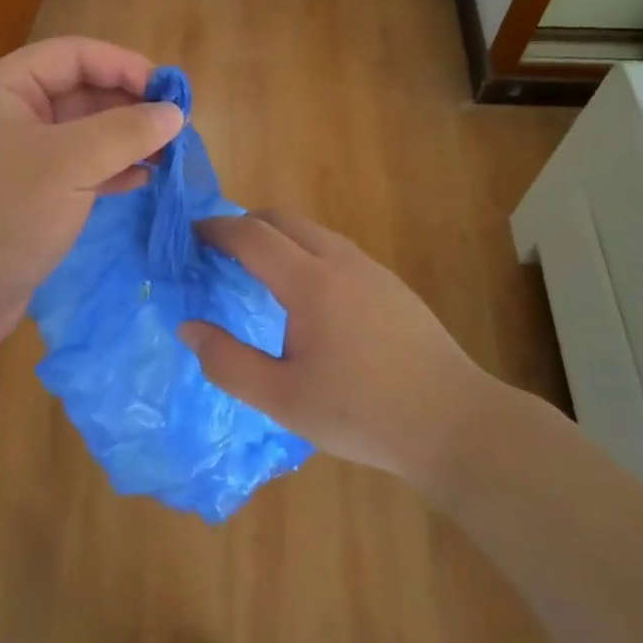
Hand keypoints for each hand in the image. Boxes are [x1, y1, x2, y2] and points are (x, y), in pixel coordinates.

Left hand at [0, 38, 183, 351]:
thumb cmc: (3, 216)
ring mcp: (17, 157)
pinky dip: (109, 170)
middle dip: (129, 105)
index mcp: (4, 88)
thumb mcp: (68, 165)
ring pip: (82, 133)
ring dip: (124, 139)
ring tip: (168, 154)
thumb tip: (174, 112)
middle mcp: (8, 114)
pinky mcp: (28, 195)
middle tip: (176, 127)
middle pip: (80, 91)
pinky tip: (141, 179)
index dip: (124, 65)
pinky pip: (76, 169)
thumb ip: (125, 132)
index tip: (170, 91)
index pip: (73, 55)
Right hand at [179, 211, 524, 485]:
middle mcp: (341, 262)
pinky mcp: (393, 287)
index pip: (252, 236)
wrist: (455, 422)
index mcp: (311, 283)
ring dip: (279, 237)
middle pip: (284, 220)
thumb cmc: (362, 413)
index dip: (216, 231)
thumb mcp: (282, 399)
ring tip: (258, 268)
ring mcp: (373, 271)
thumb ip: (227, 363)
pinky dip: (306, 252)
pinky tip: (307, 294)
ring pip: (314, 233)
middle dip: (245, 223)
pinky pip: (337, 250)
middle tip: (218, 248)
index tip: (191, 236)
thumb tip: (188, 329)